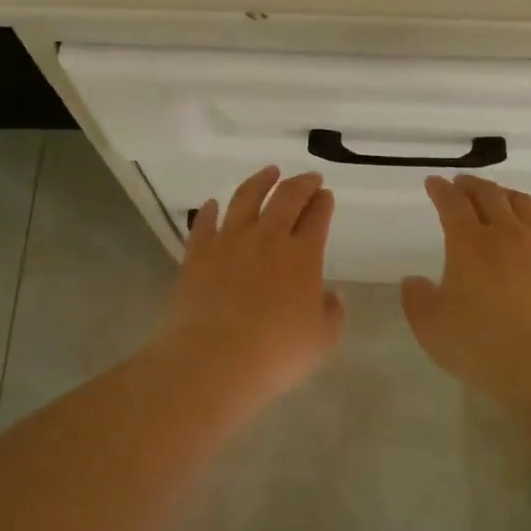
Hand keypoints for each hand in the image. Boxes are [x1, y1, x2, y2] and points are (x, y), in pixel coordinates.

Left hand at [157, 166, 345, 408]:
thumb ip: (332, 313)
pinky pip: (204, 224)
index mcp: (303, 255)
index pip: (317, 218)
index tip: (326, 194)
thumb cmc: (276, 353)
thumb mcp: (321, 339)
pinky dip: (210, 211)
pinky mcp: (197, 254)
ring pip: (245, 198)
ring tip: (269, 171)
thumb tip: (332, 294)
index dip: (323, 203)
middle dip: (301, 184)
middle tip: (309, 177)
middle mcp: (267, 238)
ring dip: (260, 181)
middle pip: (286, 198)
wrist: (213, 359)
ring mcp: (229, 242)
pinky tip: (212, 205)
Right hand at [401, 174, 530, 392]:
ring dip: (506, 195)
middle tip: (462, 183)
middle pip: (490, 195)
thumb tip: (414, 281)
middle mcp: (506, 234)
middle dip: (472, 185)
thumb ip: (417, 299)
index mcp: (468, 243)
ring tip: (499, 197)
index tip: (434, 182)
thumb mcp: (431, 326)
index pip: (452, 203)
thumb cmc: (479, 344)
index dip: (441, 190)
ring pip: (525, 205)